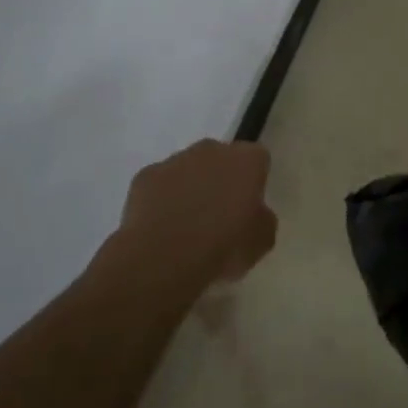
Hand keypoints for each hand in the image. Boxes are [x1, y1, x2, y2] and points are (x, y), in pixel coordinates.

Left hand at [115, 139, 277, 285]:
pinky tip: (162, 227)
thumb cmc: (223, 246)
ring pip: (188, 169)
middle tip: (219, 215)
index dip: (254, 181)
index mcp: (246, 159)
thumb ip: (262, 218)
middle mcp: (211, 150)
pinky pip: (160, 185)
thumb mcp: (262, 241)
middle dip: (221, 179)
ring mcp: (175, 160)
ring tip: (186, 226)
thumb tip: (253, 213)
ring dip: (190, 188)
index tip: (249, 206)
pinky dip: (162, 200)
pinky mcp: (145, 176)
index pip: (257, 159)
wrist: (165, 257)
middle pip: (221, 159)